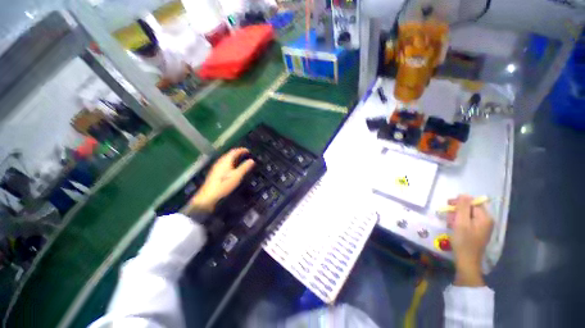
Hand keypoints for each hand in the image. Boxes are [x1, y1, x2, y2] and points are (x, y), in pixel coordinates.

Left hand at [188, 148, 254, 212]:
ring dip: (234, 158)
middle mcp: (220, 162)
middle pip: (229, 154)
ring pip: (226, 159)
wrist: (208, 196)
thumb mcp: (237, 176)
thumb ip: (245, 167)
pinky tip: (232, 168)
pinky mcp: (215, 173)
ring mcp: (216, 167)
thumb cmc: (224, 185)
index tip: (248, 150)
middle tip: (246, 155)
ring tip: (241, 160)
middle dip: (238, 153)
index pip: (234, 151)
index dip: (241, 150)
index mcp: (226, 161)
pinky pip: (224, 163)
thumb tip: (252, 160)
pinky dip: (230, 162)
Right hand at [447, 195, 493, 286]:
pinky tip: (454, 227)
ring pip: (467, 215)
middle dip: (457, 210)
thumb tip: (464, 194)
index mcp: (485, 217)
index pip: (472, 202)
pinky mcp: (477, 231)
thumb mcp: (461, 222)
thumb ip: (463, 207)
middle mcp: (486, 220)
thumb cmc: (463, 241)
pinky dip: (459, 222)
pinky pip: (468, 221)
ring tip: (451, 223)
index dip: (460, 202)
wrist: (467, 260)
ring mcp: (482, 226)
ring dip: (457, 216)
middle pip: (470, 208)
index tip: (448, 206)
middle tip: (449, 217)